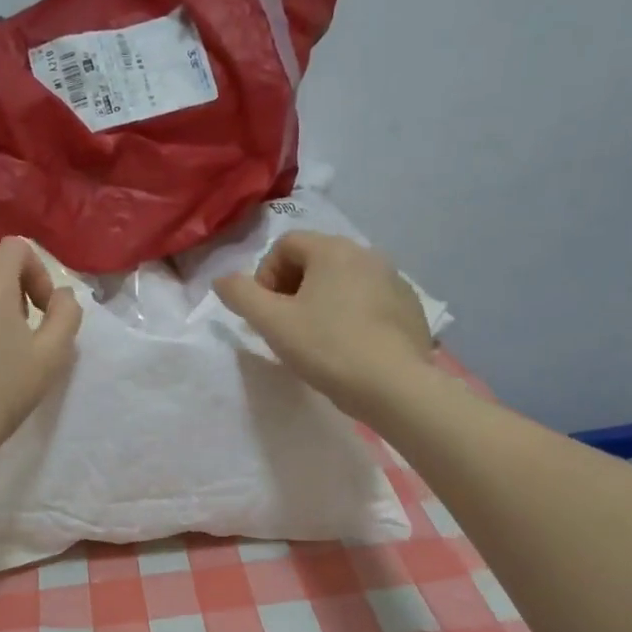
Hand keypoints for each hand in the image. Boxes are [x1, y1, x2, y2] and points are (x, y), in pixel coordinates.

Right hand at [214, 231, 432, 420]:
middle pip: (315, 260)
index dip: (264, 275)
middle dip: (291, 288)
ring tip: (315, 339)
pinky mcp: (410, 307)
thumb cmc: (327, 348)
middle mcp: (367, 254)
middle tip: (285, 326)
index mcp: (333, 249)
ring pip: (343, 281)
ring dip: (321, 302)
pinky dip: (351, 315)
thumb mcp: (273, 323)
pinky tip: (348, 347)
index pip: (285, 245)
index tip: (264, 312)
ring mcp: (394, 280)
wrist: (394, 386)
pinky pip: (369, 300)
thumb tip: (222, 279)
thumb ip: (241, 295)